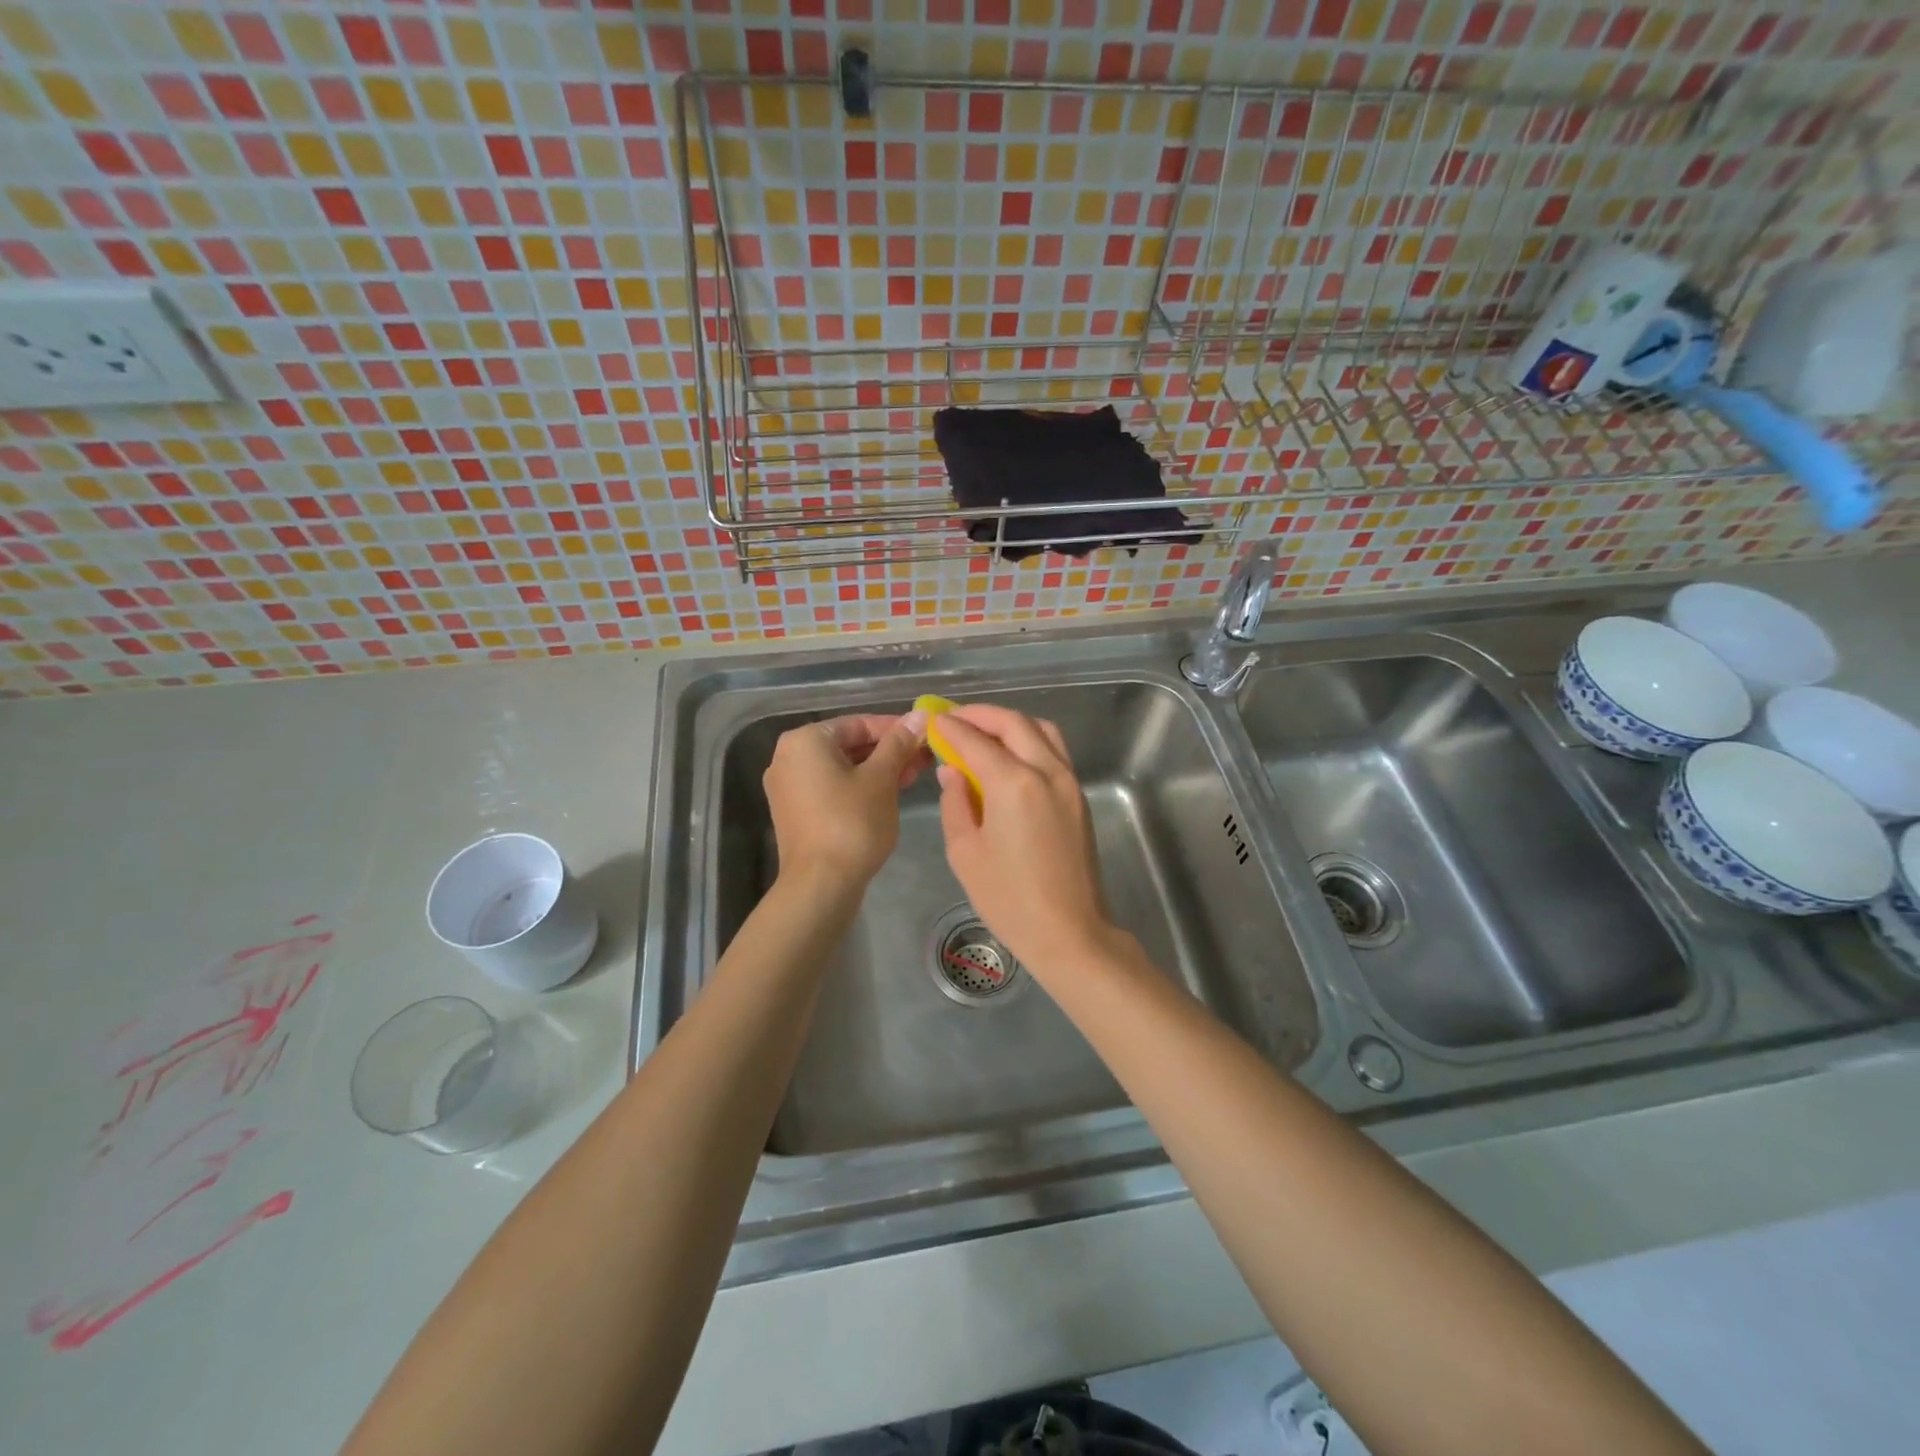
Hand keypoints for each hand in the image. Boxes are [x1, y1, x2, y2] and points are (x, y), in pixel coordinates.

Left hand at [763, 711, 929, 892]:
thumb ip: (899, 743)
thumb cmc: (852, 823)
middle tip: (925, 757)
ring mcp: (790, 788)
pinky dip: (860, 787)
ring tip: (915, 775)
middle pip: (849, 745)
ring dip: (879, 770)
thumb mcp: (881, 779)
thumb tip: (920, 715)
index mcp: (805, 741)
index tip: (926, 736)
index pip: (859, 723)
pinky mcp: (797, 813)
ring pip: (843, 768)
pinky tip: (891, 793)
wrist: (821, 885)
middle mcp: (789, 758)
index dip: (896, 728)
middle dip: (889, 751)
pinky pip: (833, 788)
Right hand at [931, 705, 1117, 976]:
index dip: (951, 727)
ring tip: (983, 734)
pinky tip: (1009, 757)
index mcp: (1014, 783)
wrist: (1069, 932)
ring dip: (1010, 723)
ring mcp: (1069, 782)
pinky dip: (1030, 740)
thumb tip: (952, 771)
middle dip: (981, 715)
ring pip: (1041, 730)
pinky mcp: (1079, 797)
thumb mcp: (965, 852)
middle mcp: (1047, 771)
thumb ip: (955, 802)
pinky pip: (1054, 751)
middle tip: (954, 720)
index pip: (976, 740)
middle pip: (1014, 723)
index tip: (932, 720)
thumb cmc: (1008, 899)